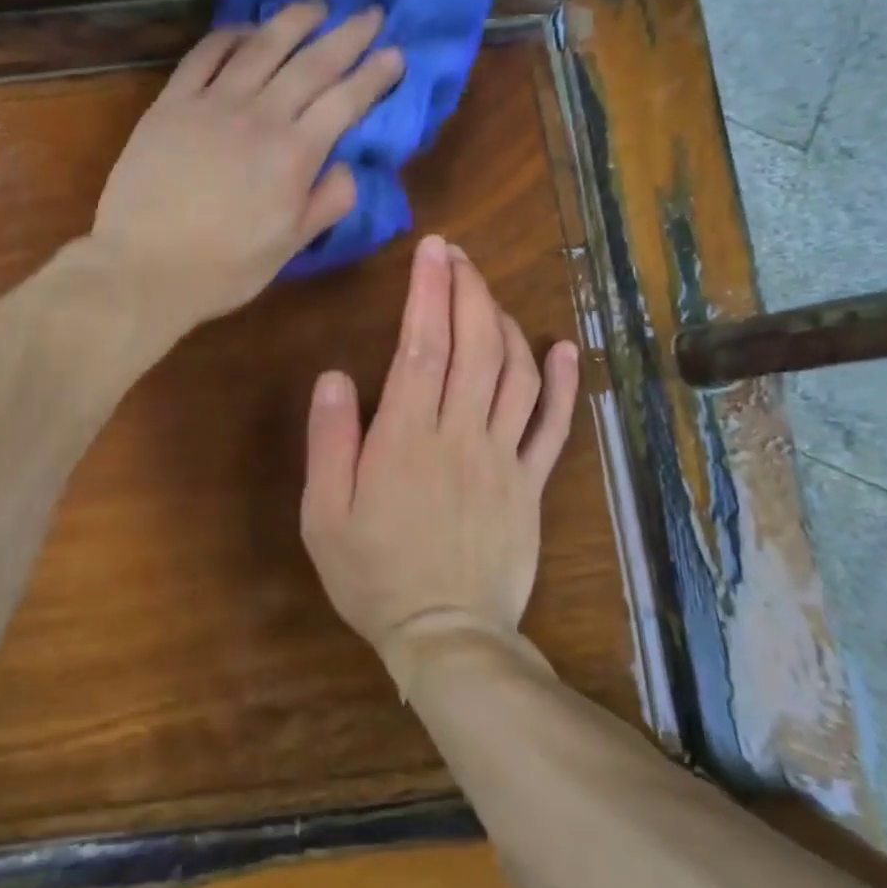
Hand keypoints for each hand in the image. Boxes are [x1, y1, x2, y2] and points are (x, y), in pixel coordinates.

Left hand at [92, 0, 403, 330]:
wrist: (143, 267)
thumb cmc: (222, 268)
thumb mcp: (289, 248)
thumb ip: (326, 203)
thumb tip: (348, 166)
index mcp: (294, 154)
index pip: (346, 101)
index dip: (375, 75)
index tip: (396, 54)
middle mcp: (260, 116)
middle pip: (312, 63)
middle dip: (348, 34)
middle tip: (372, 12)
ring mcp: (212, 103)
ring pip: (262, 47)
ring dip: (293, 20)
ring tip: (317, 3)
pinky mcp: (171, 103)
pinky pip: (205, 55)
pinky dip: (230, 35)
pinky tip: (245, 29)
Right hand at [300, 234, 578, 686]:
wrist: (446, 636)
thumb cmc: (372, 574)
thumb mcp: (324, 514)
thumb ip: (329, 442)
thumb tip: (333, 376)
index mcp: (406, 438)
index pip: (423, 345)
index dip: (429, 291)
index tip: (433, 250)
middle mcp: (462, 435)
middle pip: (475, 345)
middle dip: (468, 289)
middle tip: (458, 255)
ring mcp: (504, 458)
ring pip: (515, 373)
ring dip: (505, 322)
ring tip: (488, 292)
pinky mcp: (530, 484)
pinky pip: (552, 426)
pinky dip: (562, 382)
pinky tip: (562, 346)